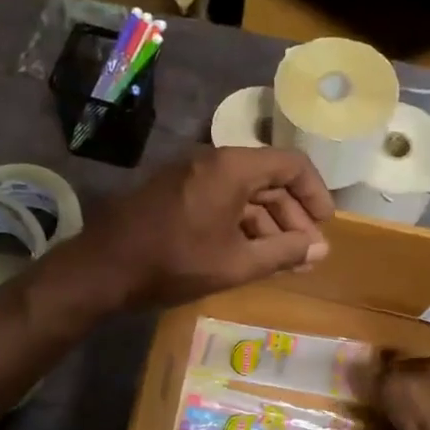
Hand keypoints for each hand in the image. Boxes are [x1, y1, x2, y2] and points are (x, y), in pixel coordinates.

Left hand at [74, 147, 334, 307]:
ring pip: (244, 192)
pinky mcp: (175, 192)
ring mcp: (190, 175)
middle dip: (292, 216)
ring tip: (284, 261)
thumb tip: (320, 248)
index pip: (291, 165)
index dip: (315, 194)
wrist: (104, 268)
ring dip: (267, 224)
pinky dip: (241, 223)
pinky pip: (221, 200)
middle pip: (268, 179)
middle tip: (307, 253)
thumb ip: (283, 253)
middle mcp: (213, 161)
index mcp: (232, 168)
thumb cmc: (174, 263)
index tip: (325, 226)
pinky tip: (250, 253)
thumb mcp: (236, 263)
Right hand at [375, 354, 429, 429]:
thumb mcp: (392, 386)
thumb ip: (377, 375)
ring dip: (401, 419)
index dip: (384, 373)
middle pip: (413, 387)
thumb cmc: (427, 409)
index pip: (405, 360)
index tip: (368, 387)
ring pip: (418, 410)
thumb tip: (366, 371)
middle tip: (374, 411)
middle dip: (393, 399)